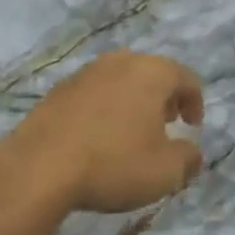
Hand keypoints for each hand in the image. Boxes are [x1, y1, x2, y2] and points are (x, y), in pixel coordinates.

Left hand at [0, 51, 204, 214]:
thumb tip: (192, 152)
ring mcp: (86, 73)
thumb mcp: (165, 172)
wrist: (39, 167)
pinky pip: (94, 93)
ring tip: (130, 132)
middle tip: (165, 125)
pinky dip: (103, 108)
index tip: (192, 128)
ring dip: (132, 101)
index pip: (186, 79)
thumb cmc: (113, 163)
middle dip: (163, 98)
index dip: (195, 103)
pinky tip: (97, 136)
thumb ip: (188, 159)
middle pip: (152, 74)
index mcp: (151, 73)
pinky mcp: (59, 90)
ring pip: (120, 80)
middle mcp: (120, 62)